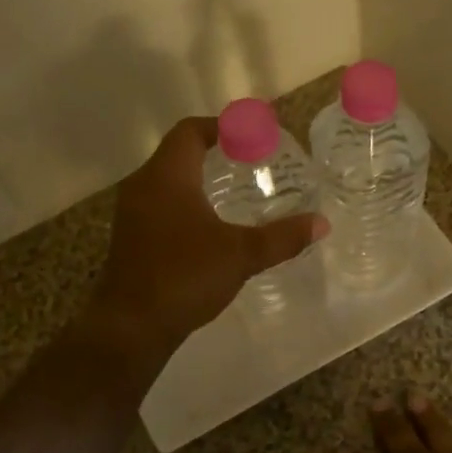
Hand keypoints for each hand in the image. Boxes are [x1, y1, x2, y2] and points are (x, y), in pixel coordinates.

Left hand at [90, 115, 327, 355]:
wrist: (130, 326)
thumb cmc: (184, 277)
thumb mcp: (241, 255)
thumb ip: (282, 237)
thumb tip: (321, 223)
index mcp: (167, 176)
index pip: (190, 131)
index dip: (221, 126)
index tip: (251, 133)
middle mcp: (143, 186)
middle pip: (178, 152)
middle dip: (213, 152)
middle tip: (251, 161)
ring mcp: (132, 213)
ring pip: (167, 180)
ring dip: (198, 179)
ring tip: (236, 191)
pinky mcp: (130, 237)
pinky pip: (160, 204)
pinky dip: (186, 202)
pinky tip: (210, 226)